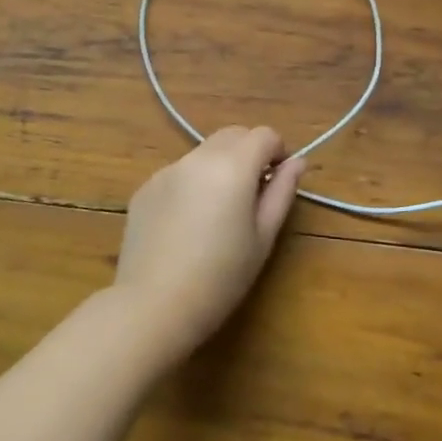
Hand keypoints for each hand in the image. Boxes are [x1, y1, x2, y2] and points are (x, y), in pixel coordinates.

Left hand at [113, 127, 305, 356]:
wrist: (153, 306)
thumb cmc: (221, 277)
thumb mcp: (263, 237)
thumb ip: (282, 192)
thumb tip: (296, 162)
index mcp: (232, 166)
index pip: (264, 135)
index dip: (278, 152)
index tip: (278, 181)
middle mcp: (197, 158)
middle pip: (233, 135)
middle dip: (249, 153)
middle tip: (253, 194)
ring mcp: (167, 171)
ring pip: (204, 152)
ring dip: (220, 166)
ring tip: (218, 212)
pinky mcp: (145, 188)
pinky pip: (179, 173)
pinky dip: (192, 184)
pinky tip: (187, 225)